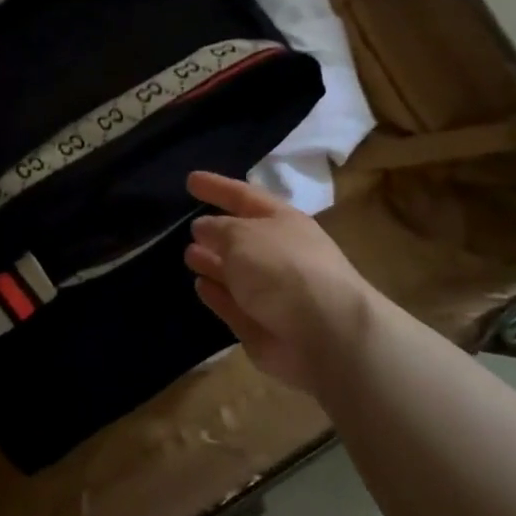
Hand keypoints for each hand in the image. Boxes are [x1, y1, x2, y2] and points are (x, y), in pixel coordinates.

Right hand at [183, 171, 372, 396]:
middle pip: (243, 237)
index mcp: (282, 221)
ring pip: (236, 272)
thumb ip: (217, 229)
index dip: (217, 187)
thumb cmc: (283, 270)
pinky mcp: (263, 325)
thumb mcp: (242, 236)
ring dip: (213, 262)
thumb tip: (202, 227)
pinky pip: (234, 304)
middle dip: (216, 231)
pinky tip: (200, 286)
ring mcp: (273, 292)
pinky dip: (217, 295)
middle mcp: (280, 253)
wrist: (327, 336)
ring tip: (189, 255)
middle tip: (188, 227)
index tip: (190, 180)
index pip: (244, 196)